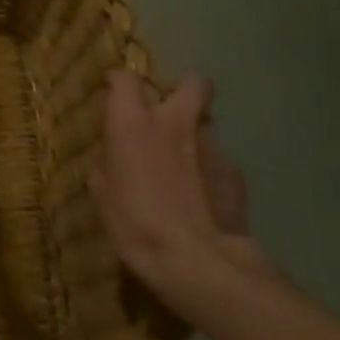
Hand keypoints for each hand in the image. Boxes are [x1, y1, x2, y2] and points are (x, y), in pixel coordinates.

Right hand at [90, 69, 262, 312]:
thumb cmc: (135, 223)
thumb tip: (115, 160)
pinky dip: (210, 172)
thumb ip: (110, 164)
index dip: (118, 81)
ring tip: (184, 165)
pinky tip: (203, 199)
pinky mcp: (237, 174)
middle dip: (183, 89)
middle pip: (192, 83)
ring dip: (194, 135)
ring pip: (206, 124)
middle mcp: (174, 122)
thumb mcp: (102, 193)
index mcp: (132, 121)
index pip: (125, 77)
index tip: (113, 92)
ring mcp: (212, 146)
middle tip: (169, 110)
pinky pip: (219, 162)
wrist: (197, 261)